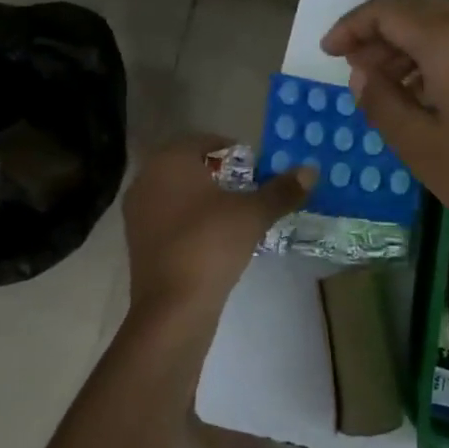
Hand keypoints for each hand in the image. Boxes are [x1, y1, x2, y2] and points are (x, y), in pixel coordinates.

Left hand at [121, 135, 314, 321]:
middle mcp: (147, 178)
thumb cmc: (211, 244)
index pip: (204, 141)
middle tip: (250, 189)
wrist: (173, 306)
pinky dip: (190, 220)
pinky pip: (168, 217)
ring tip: (236, 215)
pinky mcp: (137, 241)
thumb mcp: (253, 214)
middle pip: (189, 166)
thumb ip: (281, 190)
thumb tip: (311, 170)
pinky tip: (214, 238)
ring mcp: (137, 211)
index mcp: (170, 161)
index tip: (257, 168)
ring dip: (204, 198)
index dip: (234, 151)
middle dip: (220, 175)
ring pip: (177, 192)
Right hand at [321, 0, 448, 271]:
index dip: (353, 25)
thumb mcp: (420, 146)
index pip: (390, 10)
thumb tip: (361, 73)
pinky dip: (448, 49)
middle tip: (359, 72)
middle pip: (422, 8)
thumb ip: (381, 100)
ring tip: (392, 84)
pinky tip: (434, 86)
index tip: (330, 52)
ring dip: (415, 42)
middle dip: (383, 34)